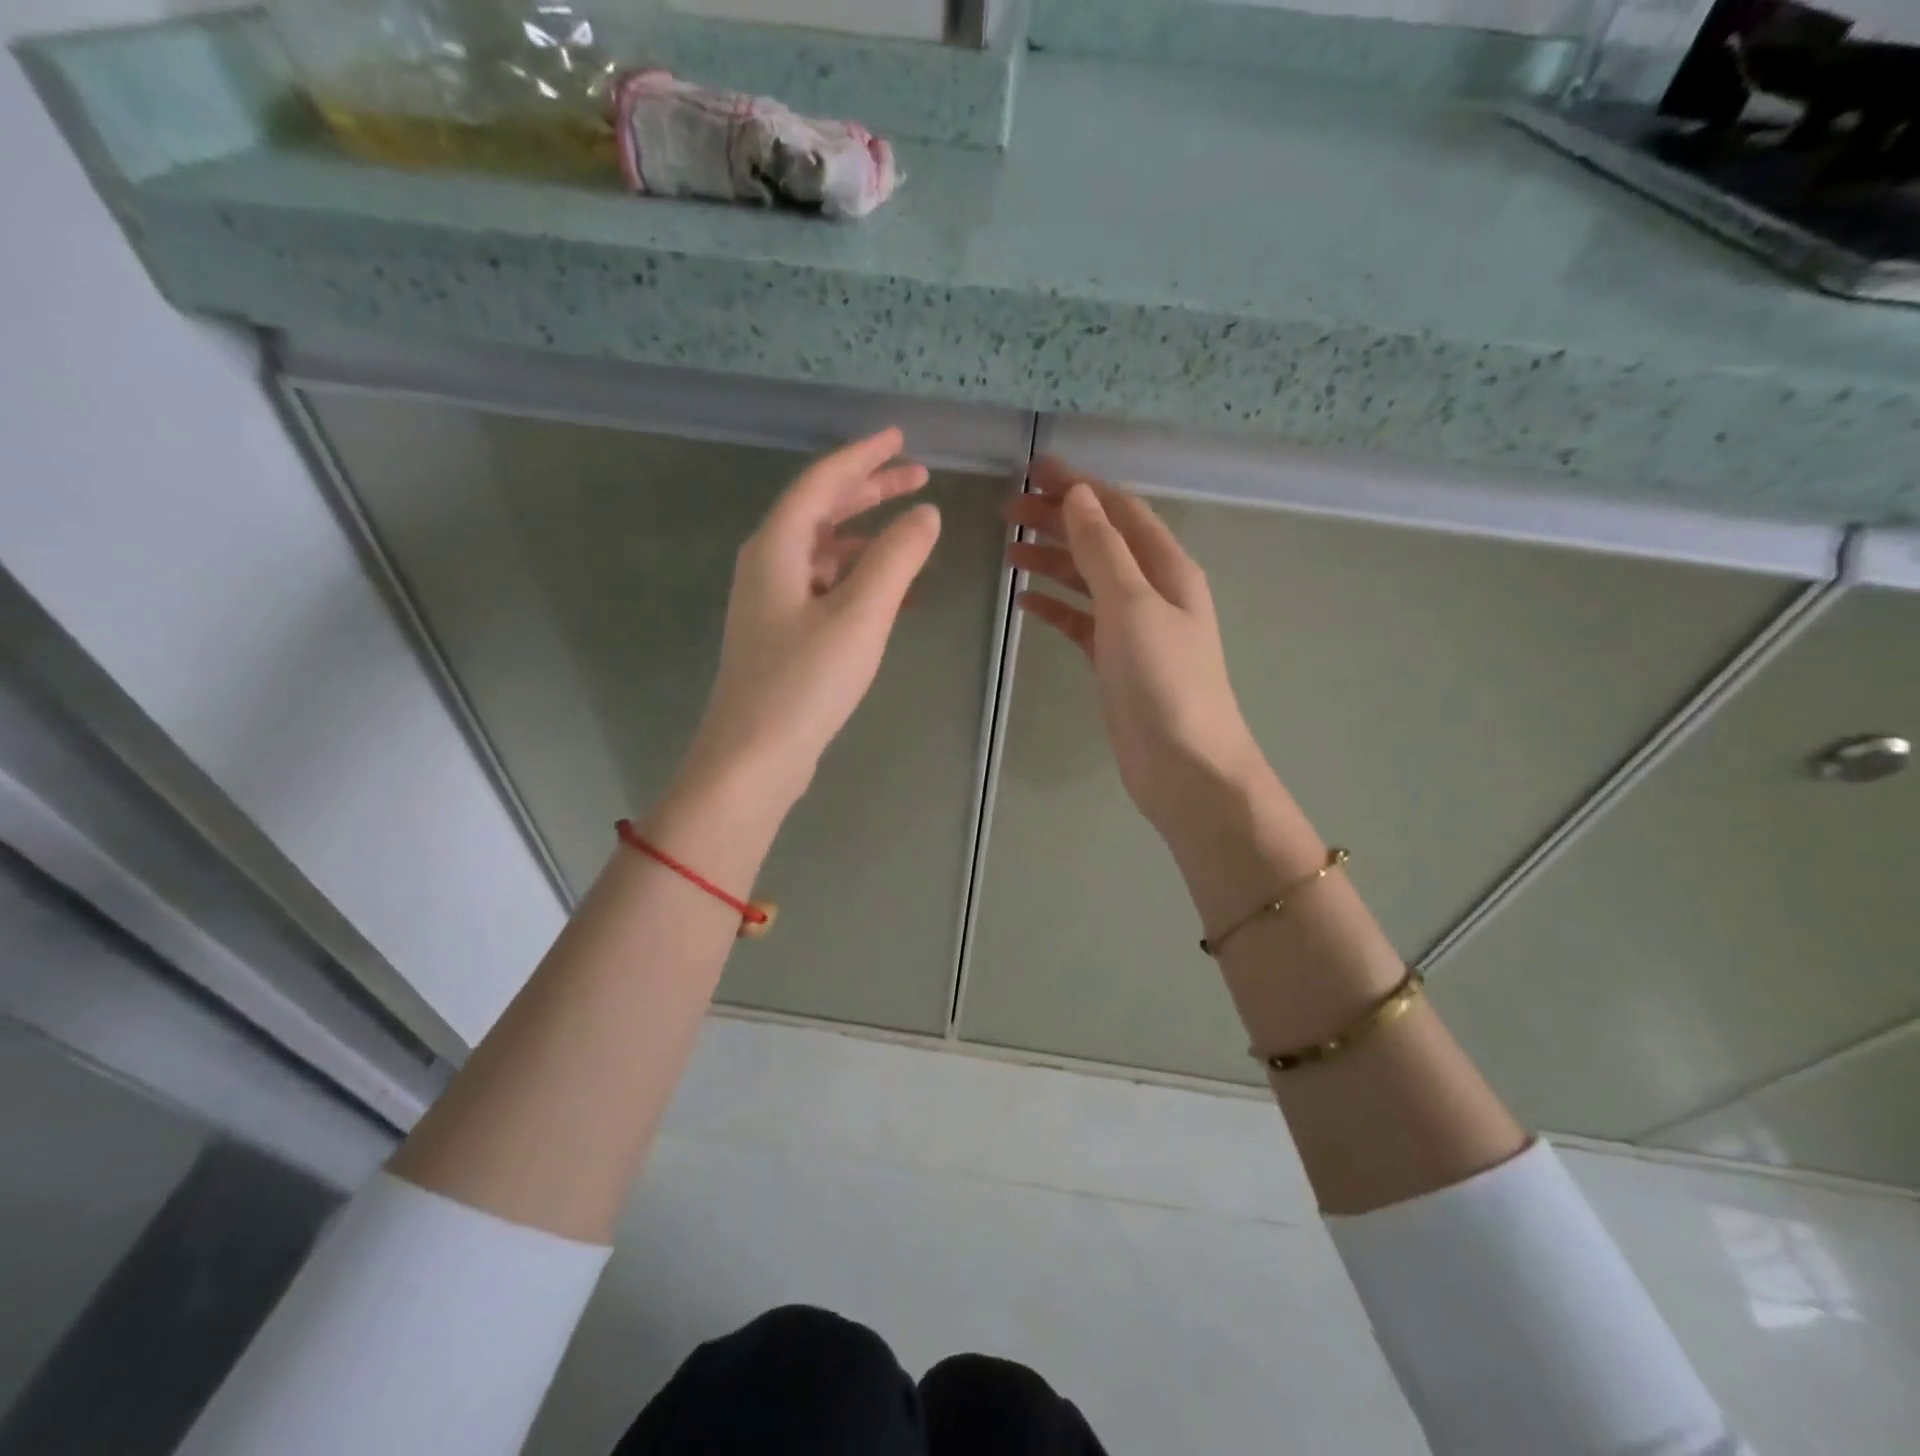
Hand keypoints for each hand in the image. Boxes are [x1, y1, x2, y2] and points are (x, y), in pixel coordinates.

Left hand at [682, 427, 938, 807]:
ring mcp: (772, 602)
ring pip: (824, 551)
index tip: (899, 438)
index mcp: (777, 547)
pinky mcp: (782, 635)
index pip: (822, 482)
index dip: (863, 456)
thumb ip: (896, 558)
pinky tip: (891, 592)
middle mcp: (768, 565)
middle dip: (869, 491)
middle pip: (821, 511)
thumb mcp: (859, 614)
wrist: (753, 757)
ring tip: (911, 532)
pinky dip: (858, 578)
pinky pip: (825, 587)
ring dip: (866, 536)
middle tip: (917, 477)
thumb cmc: (804, 681)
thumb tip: (926, 514)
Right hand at [1006, 458, 1271, 845]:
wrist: (1184, 767)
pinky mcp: (1115, 662)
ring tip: (1009, 549)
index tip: (1035, 470)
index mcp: (1168, 569)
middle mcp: (1153, 591)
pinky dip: (1054, 607)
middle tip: (1008, 509)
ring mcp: (1134, 629)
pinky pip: (1080, 622)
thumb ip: (1103, 551)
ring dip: (1052, 560)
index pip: (1120, 511)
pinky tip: (1024, 601)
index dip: (1080, 487)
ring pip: (1087, 581)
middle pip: (1100, 542)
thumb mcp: (1133, 606)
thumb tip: (1079, 496)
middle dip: (1058, 520)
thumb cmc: (1164, 681)